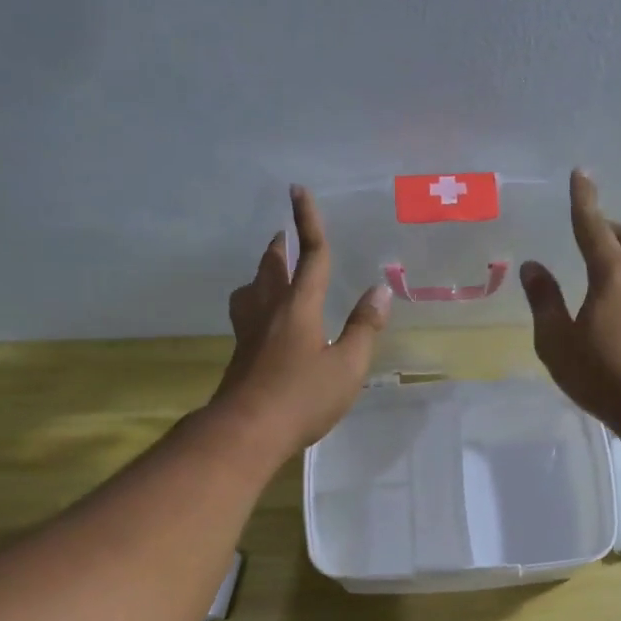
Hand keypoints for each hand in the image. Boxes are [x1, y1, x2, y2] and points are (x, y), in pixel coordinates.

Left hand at [211, 186, 391, 453]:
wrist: (246, 431)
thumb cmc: (302, 398)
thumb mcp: (347, 367)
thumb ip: (364, 328)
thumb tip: (379, 291)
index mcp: (299, 307)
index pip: (310, 256)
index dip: (308, 222)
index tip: (298, 190)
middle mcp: (270, 310)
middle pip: (272, 267)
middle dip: (282, 246)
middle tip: (286, 234)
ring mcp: (250, 331)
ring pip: (252, 287)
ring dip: (263, 271)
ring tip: (273, 271)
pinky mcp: (241, 352)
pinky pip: (246, 311)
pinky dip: (256, 299)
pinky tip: (263, 318)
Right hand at [520, 169, 620, 436]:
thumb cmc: (603, 375)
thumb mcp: (558, 342)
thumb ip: (544, 300)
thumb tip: (533, 267)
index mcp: (612, 273)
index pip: (592, 226)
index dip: (583, 199)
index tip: (580, 174)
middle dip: (604, 226)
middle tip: (585, 230)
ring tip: (599, 259)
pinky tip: (618, 291)